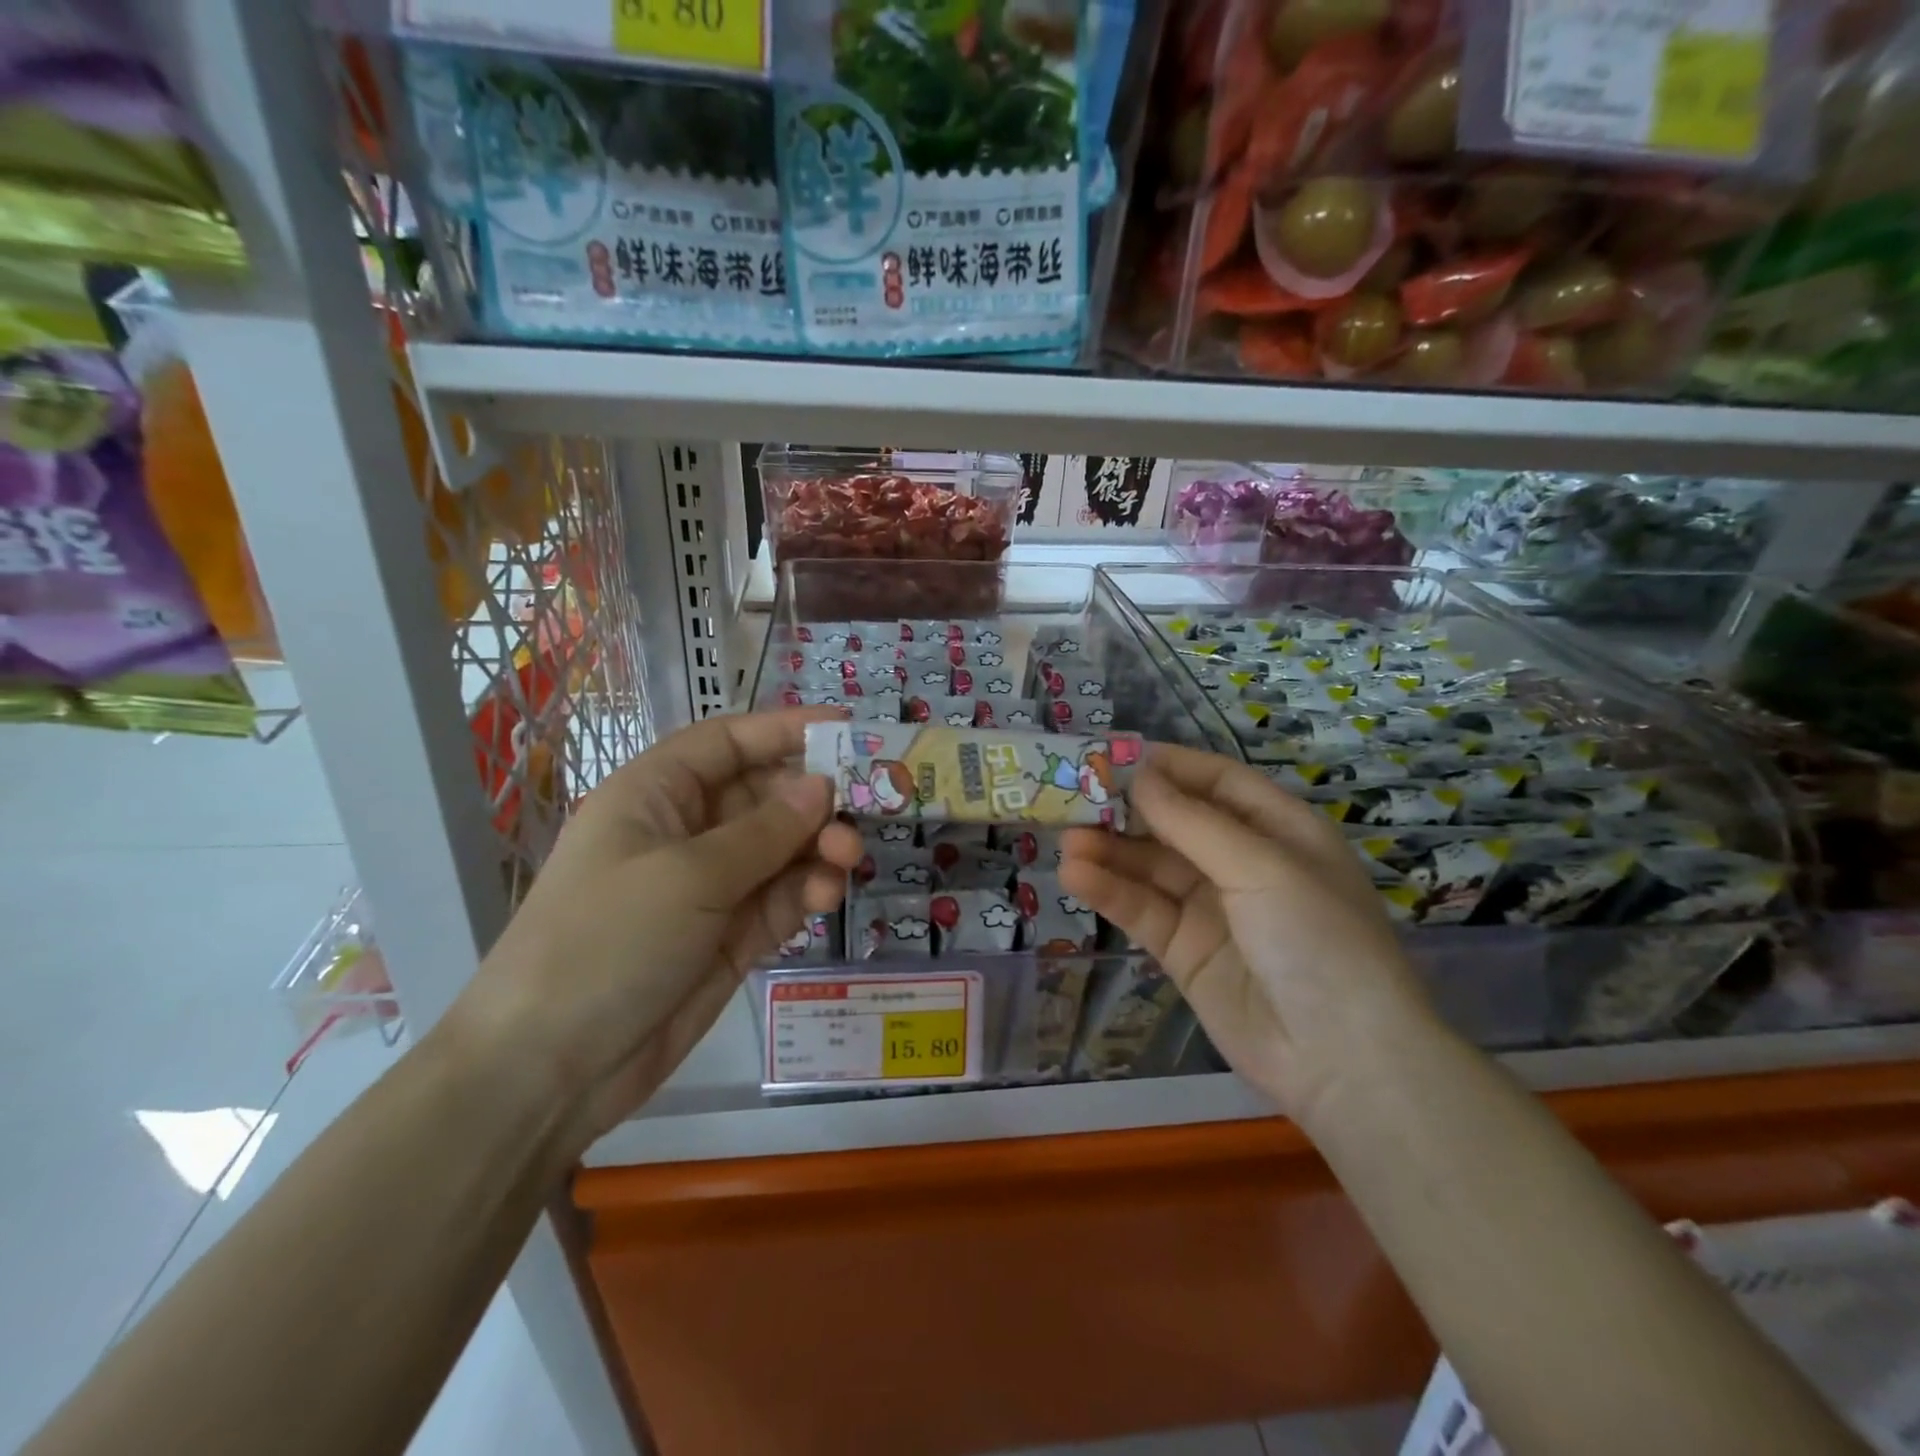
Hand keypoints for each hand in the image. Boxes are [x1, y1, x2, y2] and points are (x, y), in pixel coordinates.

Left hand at [461, 708, 861, 1148]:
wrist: (549, 1069)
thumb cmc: (607, 942)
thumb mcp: (688, 876)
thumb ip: (765, 831)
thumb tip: (823, 786)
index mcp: (655, 794)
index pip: (728, 743)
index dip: (785, 730)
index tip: (848, 730)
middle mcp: (684, 832)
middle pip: (764, 795)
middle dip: (812, 801)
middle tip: (859, 816)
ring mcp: (708, 887)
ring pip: (780, 848)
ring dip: (817, 848)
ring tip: (846, 860)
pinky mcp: (728, 936)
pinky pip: (779, 897)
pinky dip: (805, 891)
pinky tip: (823, 898)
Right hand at [1059, 744, 1436, 1125]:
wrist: (1341, 1059)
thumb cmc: (1317, 939)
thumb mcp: (1263, 866)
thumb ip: (1193, 822)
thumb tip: (1139, 776)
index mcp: (1279, 830)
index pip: (1218, 782)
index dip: (1170, 766)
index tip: (1115, 755)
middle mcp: (1243, 863)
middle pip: (1175, 823)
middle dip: (1128, 810)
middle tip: (1074, 796)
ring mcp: (1211, 908)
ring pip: (1151, 866)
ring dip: (1110, 851)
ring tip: (1067, 840)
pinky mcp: (1183, 950)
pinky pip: (1142, 910)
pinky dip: (1110, 891)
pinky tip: (1076, 876)